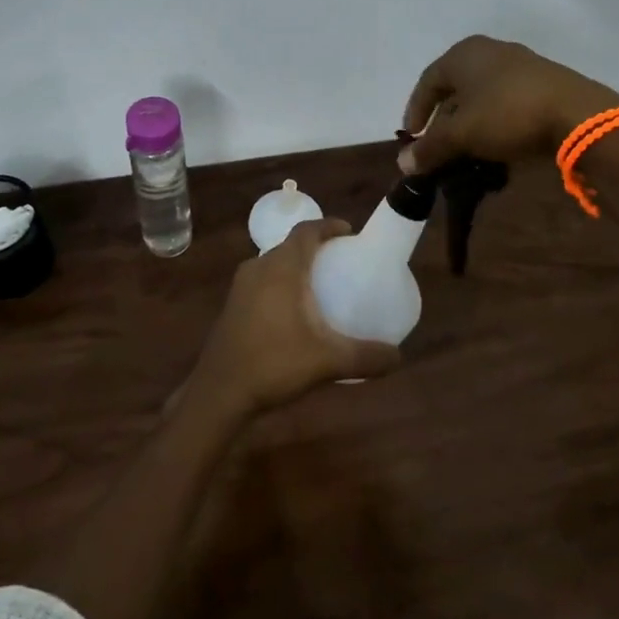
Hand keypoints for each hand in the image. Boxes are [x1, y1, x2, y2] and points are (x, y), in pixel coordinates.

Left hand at [190, 219, 401, 418]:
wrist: (219, 392)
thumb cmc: (274, 364)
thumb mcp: (328, 362)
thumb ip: (366, 357)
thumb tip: (398, 356)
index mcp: (282, 268)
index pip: (306, 231)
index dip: (329, 226)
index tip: (350, 233)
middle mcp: (259, 268)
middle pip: (290, 246)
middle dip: (316, 248)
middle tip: (341, 262)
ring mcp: (241, 287)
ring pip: (274, 264)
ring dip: (296, 268)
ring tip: (320, 286)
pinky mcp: (232, 306)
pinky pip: (262, 282)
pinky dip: (281, 285)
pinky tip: (293, 312)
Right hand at [400, 35, 618, 173]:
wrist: (578, 115)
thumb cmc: (508, 115)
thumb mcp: (461, 135)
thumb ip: (430, 148)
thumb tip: (403, 163)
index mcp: (463, 54)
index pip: (427, 82)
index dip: (415, 111)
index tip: (412, 138)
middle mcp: (489, 50)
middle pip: (454, 88)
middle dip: (443, 120)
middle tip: (437, 146)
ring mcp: (520, 64)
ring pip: (481, 95)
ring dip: (469, 123)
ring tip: (465, 149)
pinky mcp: (543, 81)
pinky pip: (505, 101)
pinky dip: (493, 121)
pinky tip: (496, 144)